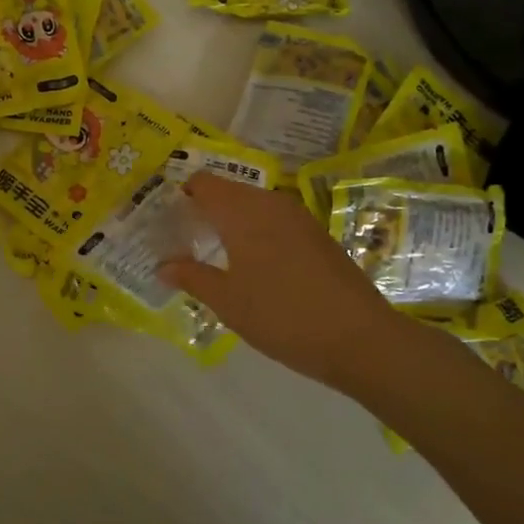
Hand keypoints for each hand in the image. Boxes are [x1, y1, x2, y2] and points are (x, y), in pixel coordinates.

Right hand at [159, 172, 407, 386]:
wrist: (361, 339)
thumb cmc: (283, 316)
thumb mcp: (228, 302)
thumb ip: (192, 277)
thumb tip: (163, 265)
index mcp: (243, 212)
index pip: (203, 184)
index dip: (181, 195)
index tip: (164, 219)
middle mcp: (271, 204)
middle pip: (228, 192)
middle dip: (204, 210)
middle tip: (184, 240)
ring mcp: (299, 217)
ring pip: (253, 206)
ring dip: (231, 221)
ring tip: (214, 253)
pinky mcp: (317, 235)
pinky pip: (275, 221)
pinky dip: (256, 232)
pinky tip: (253, 264)